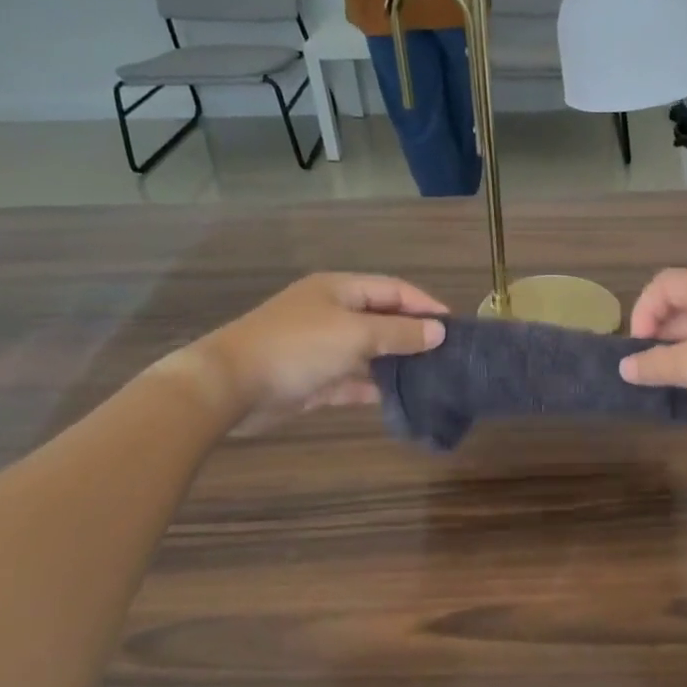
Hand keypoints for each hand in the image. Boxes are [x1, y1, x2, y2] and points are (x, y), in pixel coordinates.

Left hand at [175, 273, 447, 430]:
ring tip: (433, 376)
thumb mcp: (356, 334)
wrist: (231, 386)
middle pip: (383, 319)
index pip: (393, 289)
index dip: (425, 304)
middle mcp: (332, 314)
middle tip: (448, 354)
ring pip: (370, 352)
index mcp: (340, 290)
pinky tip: (401, 397)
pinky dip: (375, 386)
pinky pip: (353, 379)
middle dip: (414, 334)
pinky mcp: (314, 380)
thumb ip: (400, 333)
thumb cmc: (298, 348)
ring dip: (397, 362)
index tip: (455, 326)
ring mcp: (322, 347)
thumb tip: (439, 331)